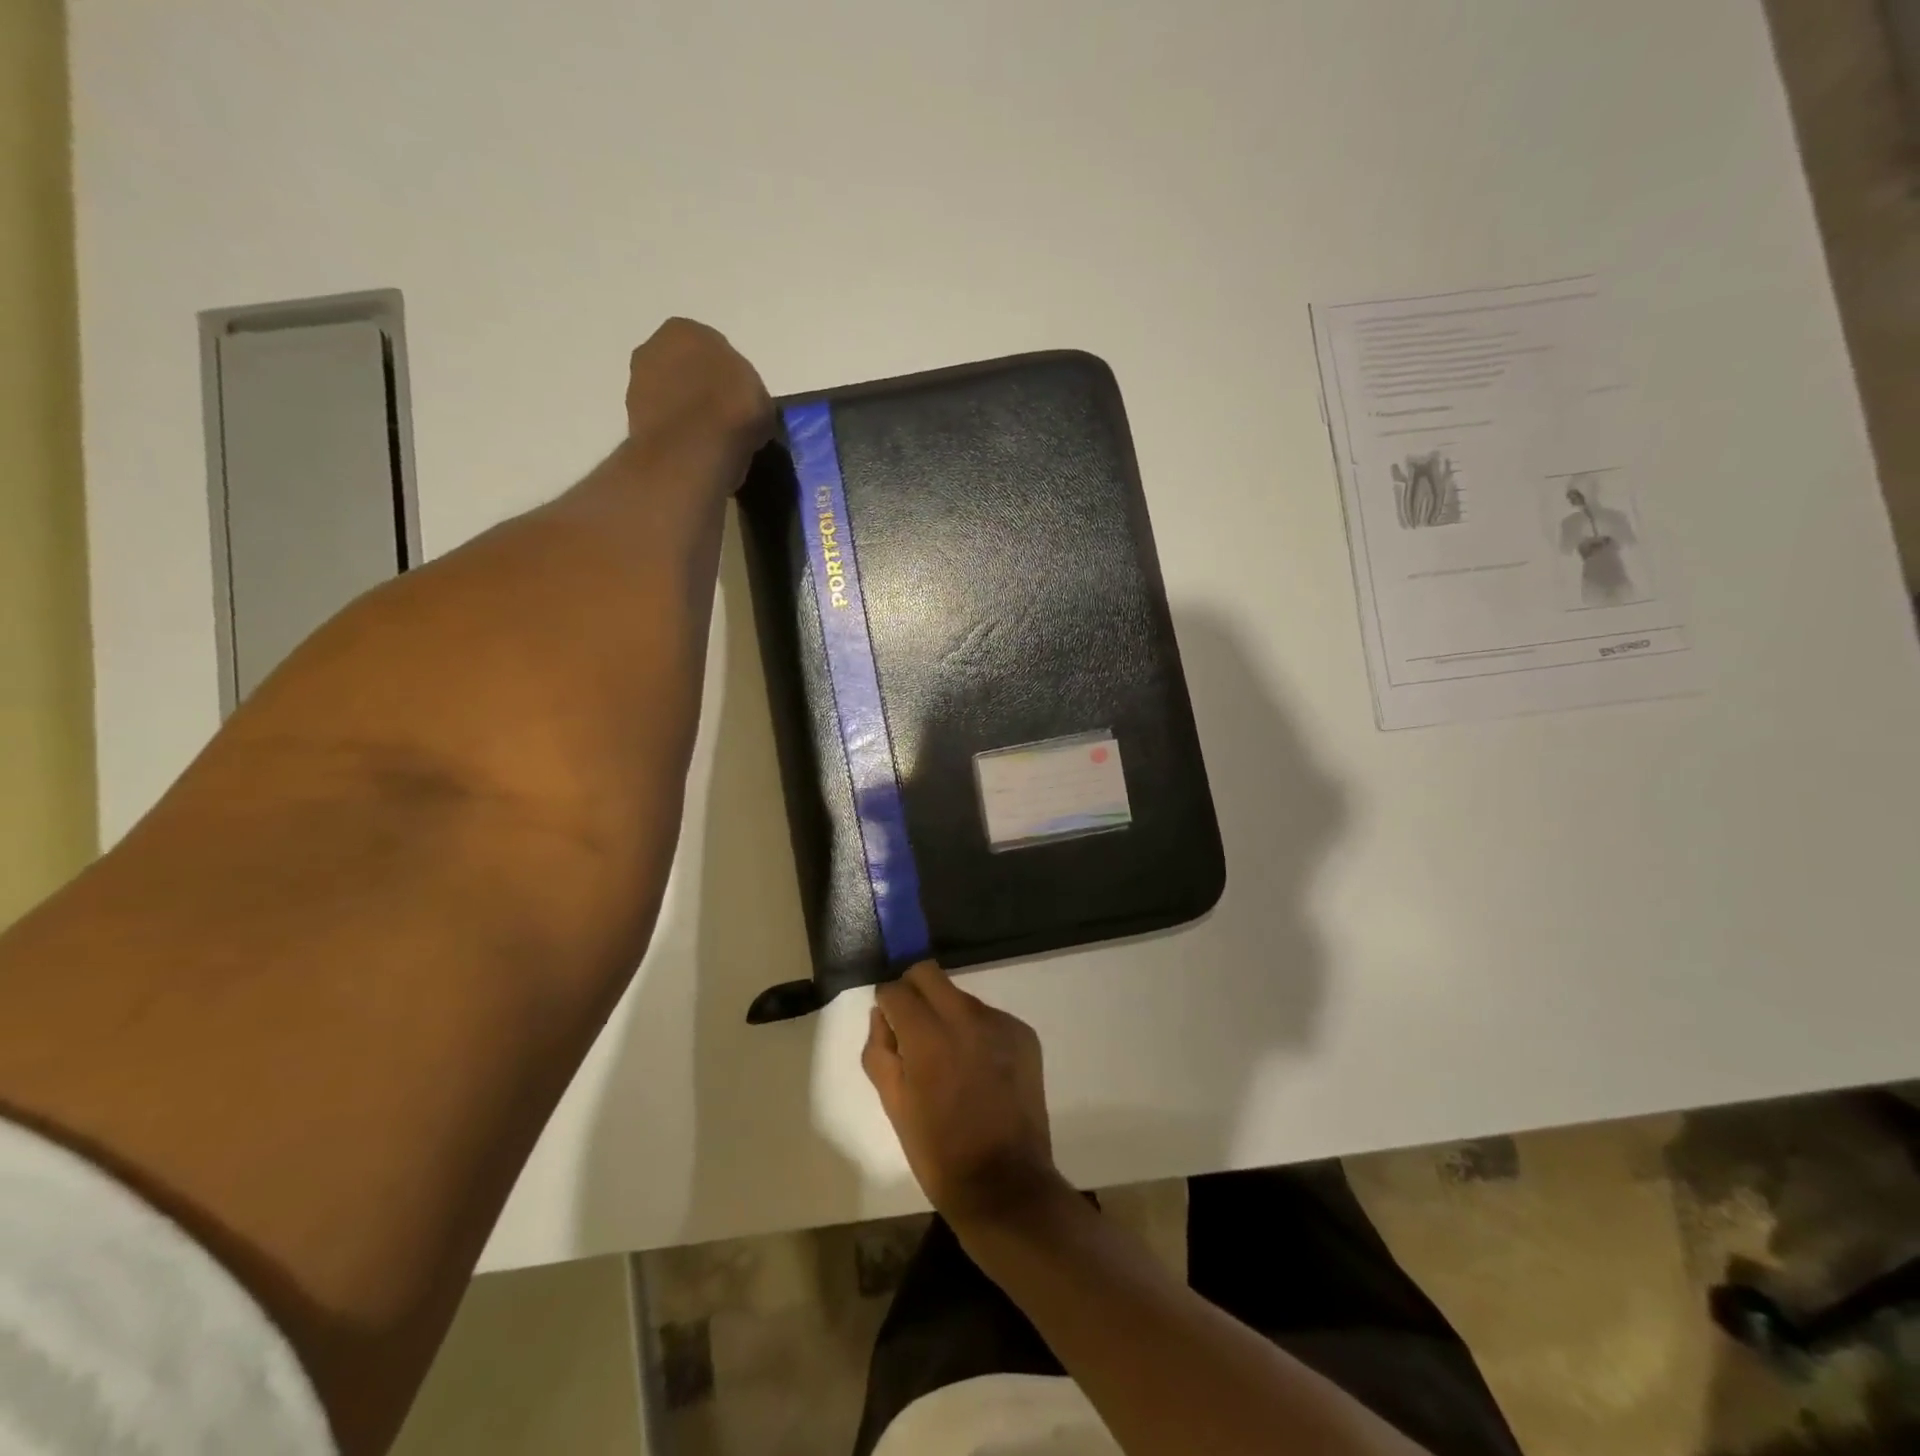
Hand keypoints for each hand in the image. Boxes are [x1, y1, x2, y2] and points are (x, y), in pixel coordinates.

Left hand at [623, 317, 772, 480]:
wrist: (691, 450)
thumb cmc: (732, 410)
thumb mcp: (762, 399)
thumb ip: (749, 393)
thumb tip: (745, 410)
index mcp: (686, 330)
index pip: (713, 348)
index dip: (730, 376)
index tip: (741, 401)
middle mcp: (654, 346)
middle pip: (685, 368)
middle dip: (701, 388)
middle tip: (725, 418)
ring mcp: (637, 382)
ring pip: (671, 394)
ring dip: (686, 410)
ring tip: (710, 438)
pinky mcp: (632, 418)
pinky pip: (663, 421)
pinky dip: (676, 432)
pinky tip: (694, 449)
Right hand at [863, 962, 1067, 1229]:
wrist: (1005, 1184)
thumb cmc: (939, 1152)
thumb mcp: (894, 1105)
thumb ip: (880, 1051)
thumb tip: (881, 1016)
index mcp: (928, 1037)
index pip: (896, 989)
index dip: (886, 1003)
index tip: (888, 1024)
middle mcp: (966, 1017)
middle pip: (929, 974)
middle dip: (913, 992)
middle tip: (912, 1028)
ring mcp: (1000, 1023)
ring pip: (960, 996)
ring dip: (946, 1014)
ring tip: (949, 1059)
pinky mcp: (1024, 1034)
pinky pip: (988, 1017)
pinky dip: (976, 1032)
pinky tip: (979, 1070)